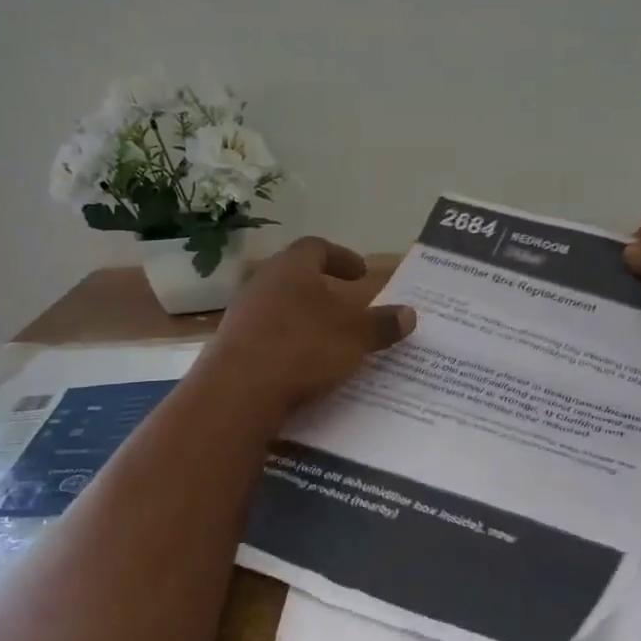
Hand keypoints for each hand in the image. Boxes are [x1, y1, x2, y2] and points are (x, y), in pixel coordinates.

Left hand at [200, 237, 415, 414]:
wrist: (238, 392)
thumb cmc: (303, 348)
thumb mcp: (354, 337)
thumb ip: (382, 325)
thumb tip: (409, 314)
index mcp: (291, 268)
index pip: (316, 248)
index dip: (341, 257)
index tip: (360, 274)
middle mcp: (262, 284)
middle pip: (294, 278)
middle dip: (321, 290)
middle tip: (345, 305)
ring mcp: (241, 316)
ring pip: (279, 308)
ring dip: (303, 319)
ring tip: (328, 340)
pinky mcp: (231, 348)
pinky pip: (267, 338)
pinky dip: (287, 346)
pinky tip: (302, 368)